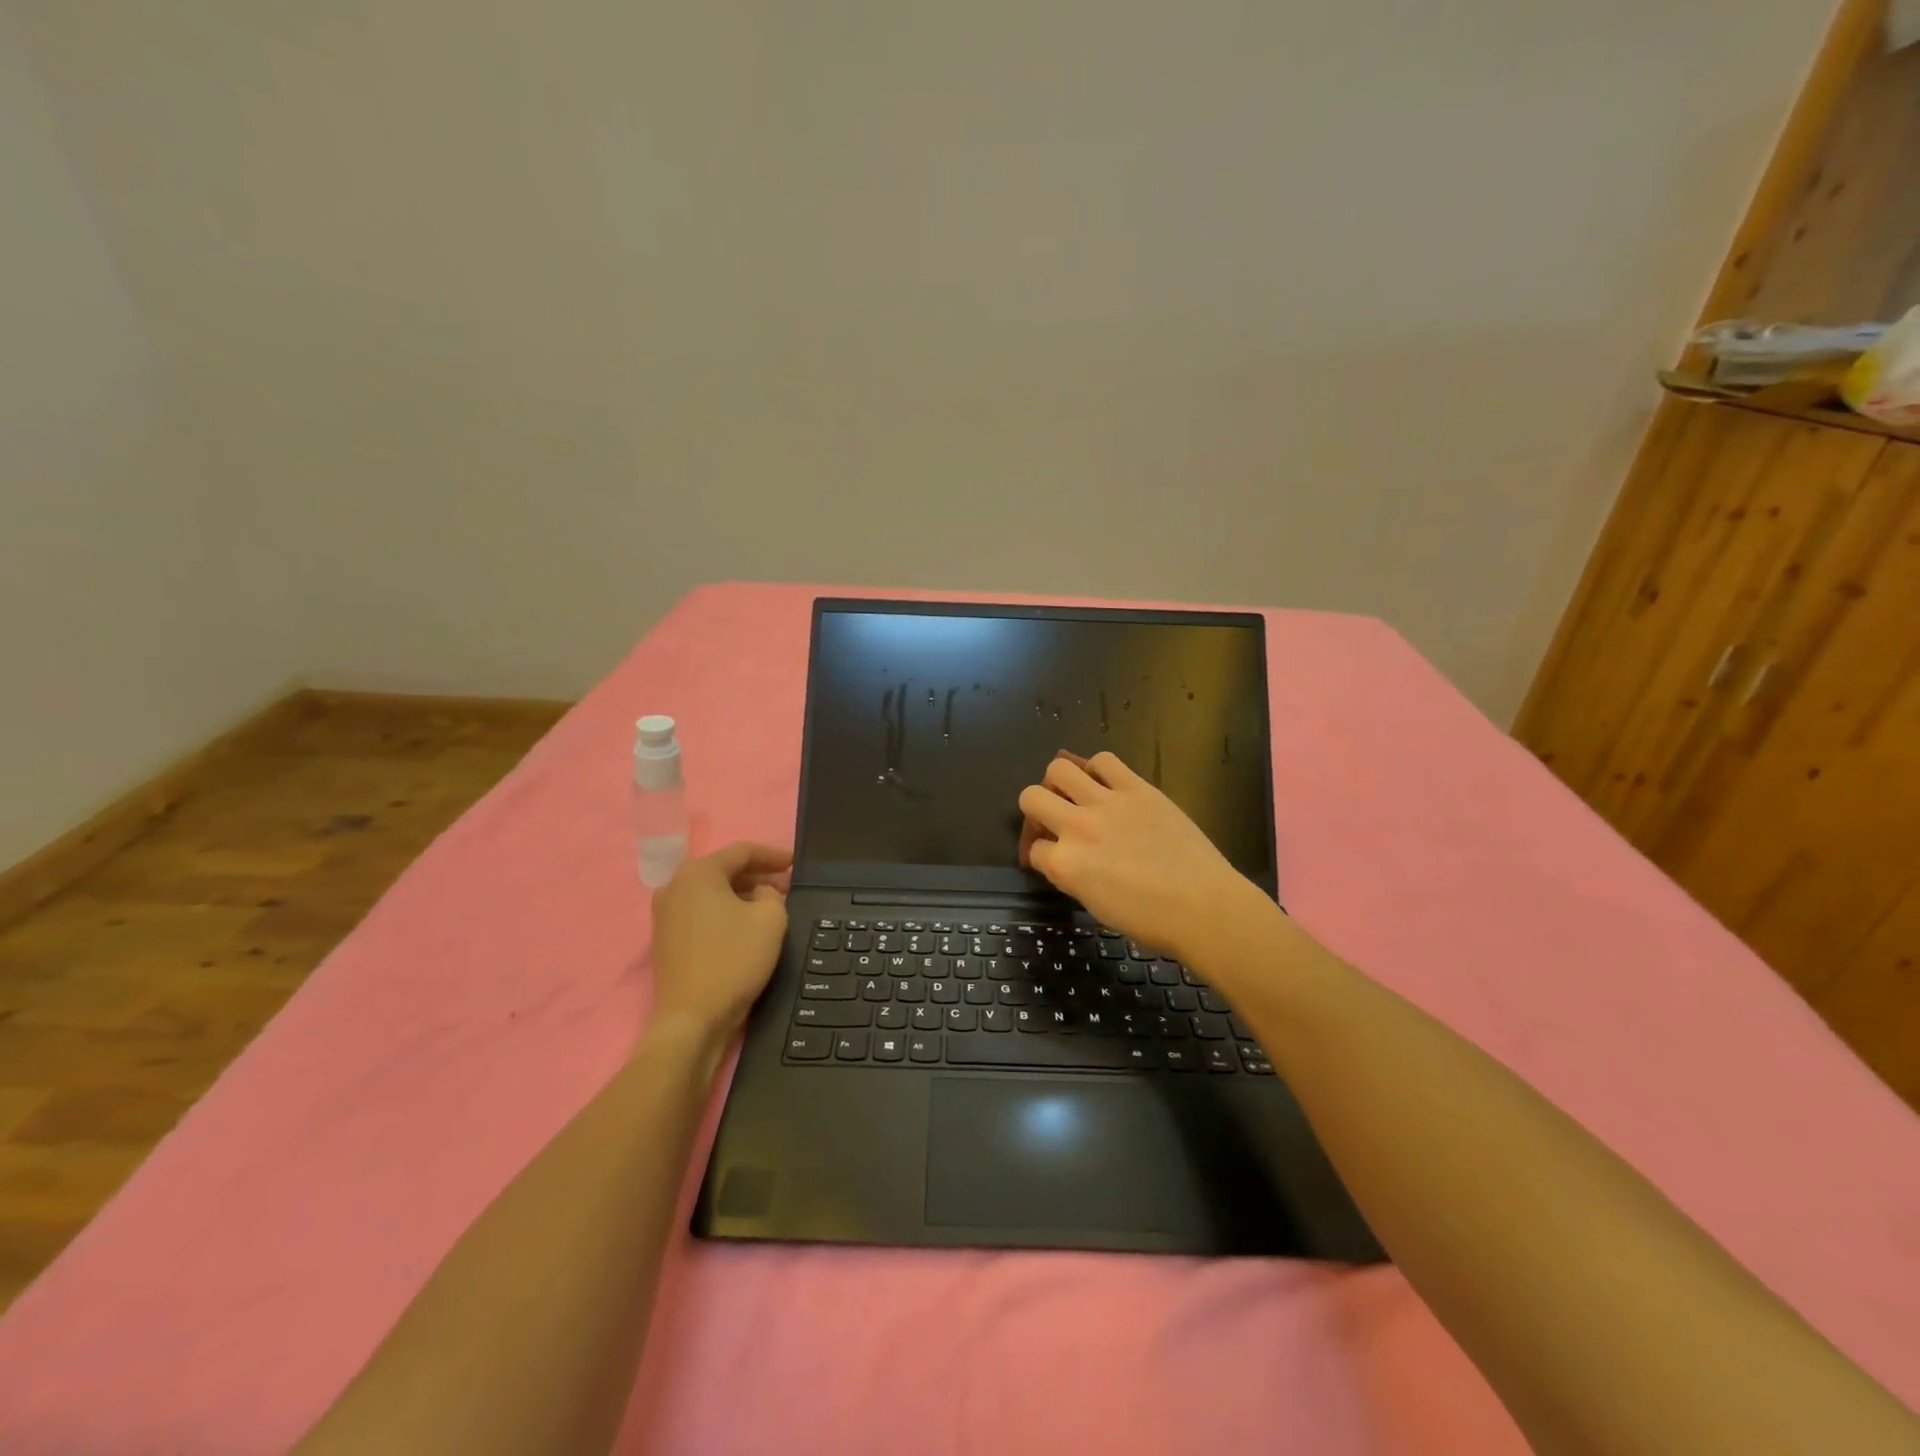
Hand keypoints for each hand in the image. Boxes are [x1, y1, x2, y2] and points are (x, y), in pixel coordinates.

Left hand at [648, 842, 791, 1040]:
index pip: (742, 851)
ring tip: (770, 905)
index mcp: (698, 873)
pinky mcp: (665, 939)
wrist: (692, 1018)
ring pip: (711, 892)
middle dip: (757, 875)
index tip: (795, 864)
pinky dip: (724, 911)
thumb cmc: (734, 959)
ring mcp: (664, 914)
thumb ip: (772, 894)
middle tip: (786, 886)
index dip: (772, 855)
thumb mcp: (771, 919)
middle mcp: (675, 886)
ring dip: (741, 894)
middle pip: (723, 870)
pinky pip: (700, 912)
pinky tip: (745, 925)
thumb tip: (759, 893)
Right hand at [1018, 751, 1269, 964]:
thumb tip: (1064, 859)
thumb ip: (1071, 876)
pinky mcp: (1137, 787)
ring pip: (1059, 768)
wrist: (1204, 907)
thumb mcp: (1095, 906)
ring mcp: (1106, 802)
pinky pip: (1104, 760)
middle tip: (1054, 819)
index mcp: (1065, 865)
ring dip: (1060, 782)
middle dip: (1035, 810)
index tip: (1053, 858)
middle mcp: (1077, 827)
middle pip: (1031, 797)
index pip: (1034, 849)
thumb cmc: (1150, 920)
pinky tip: (1106, 784)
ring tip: (1076, 793)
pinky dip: (1097, 769)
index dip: (1041, 854)